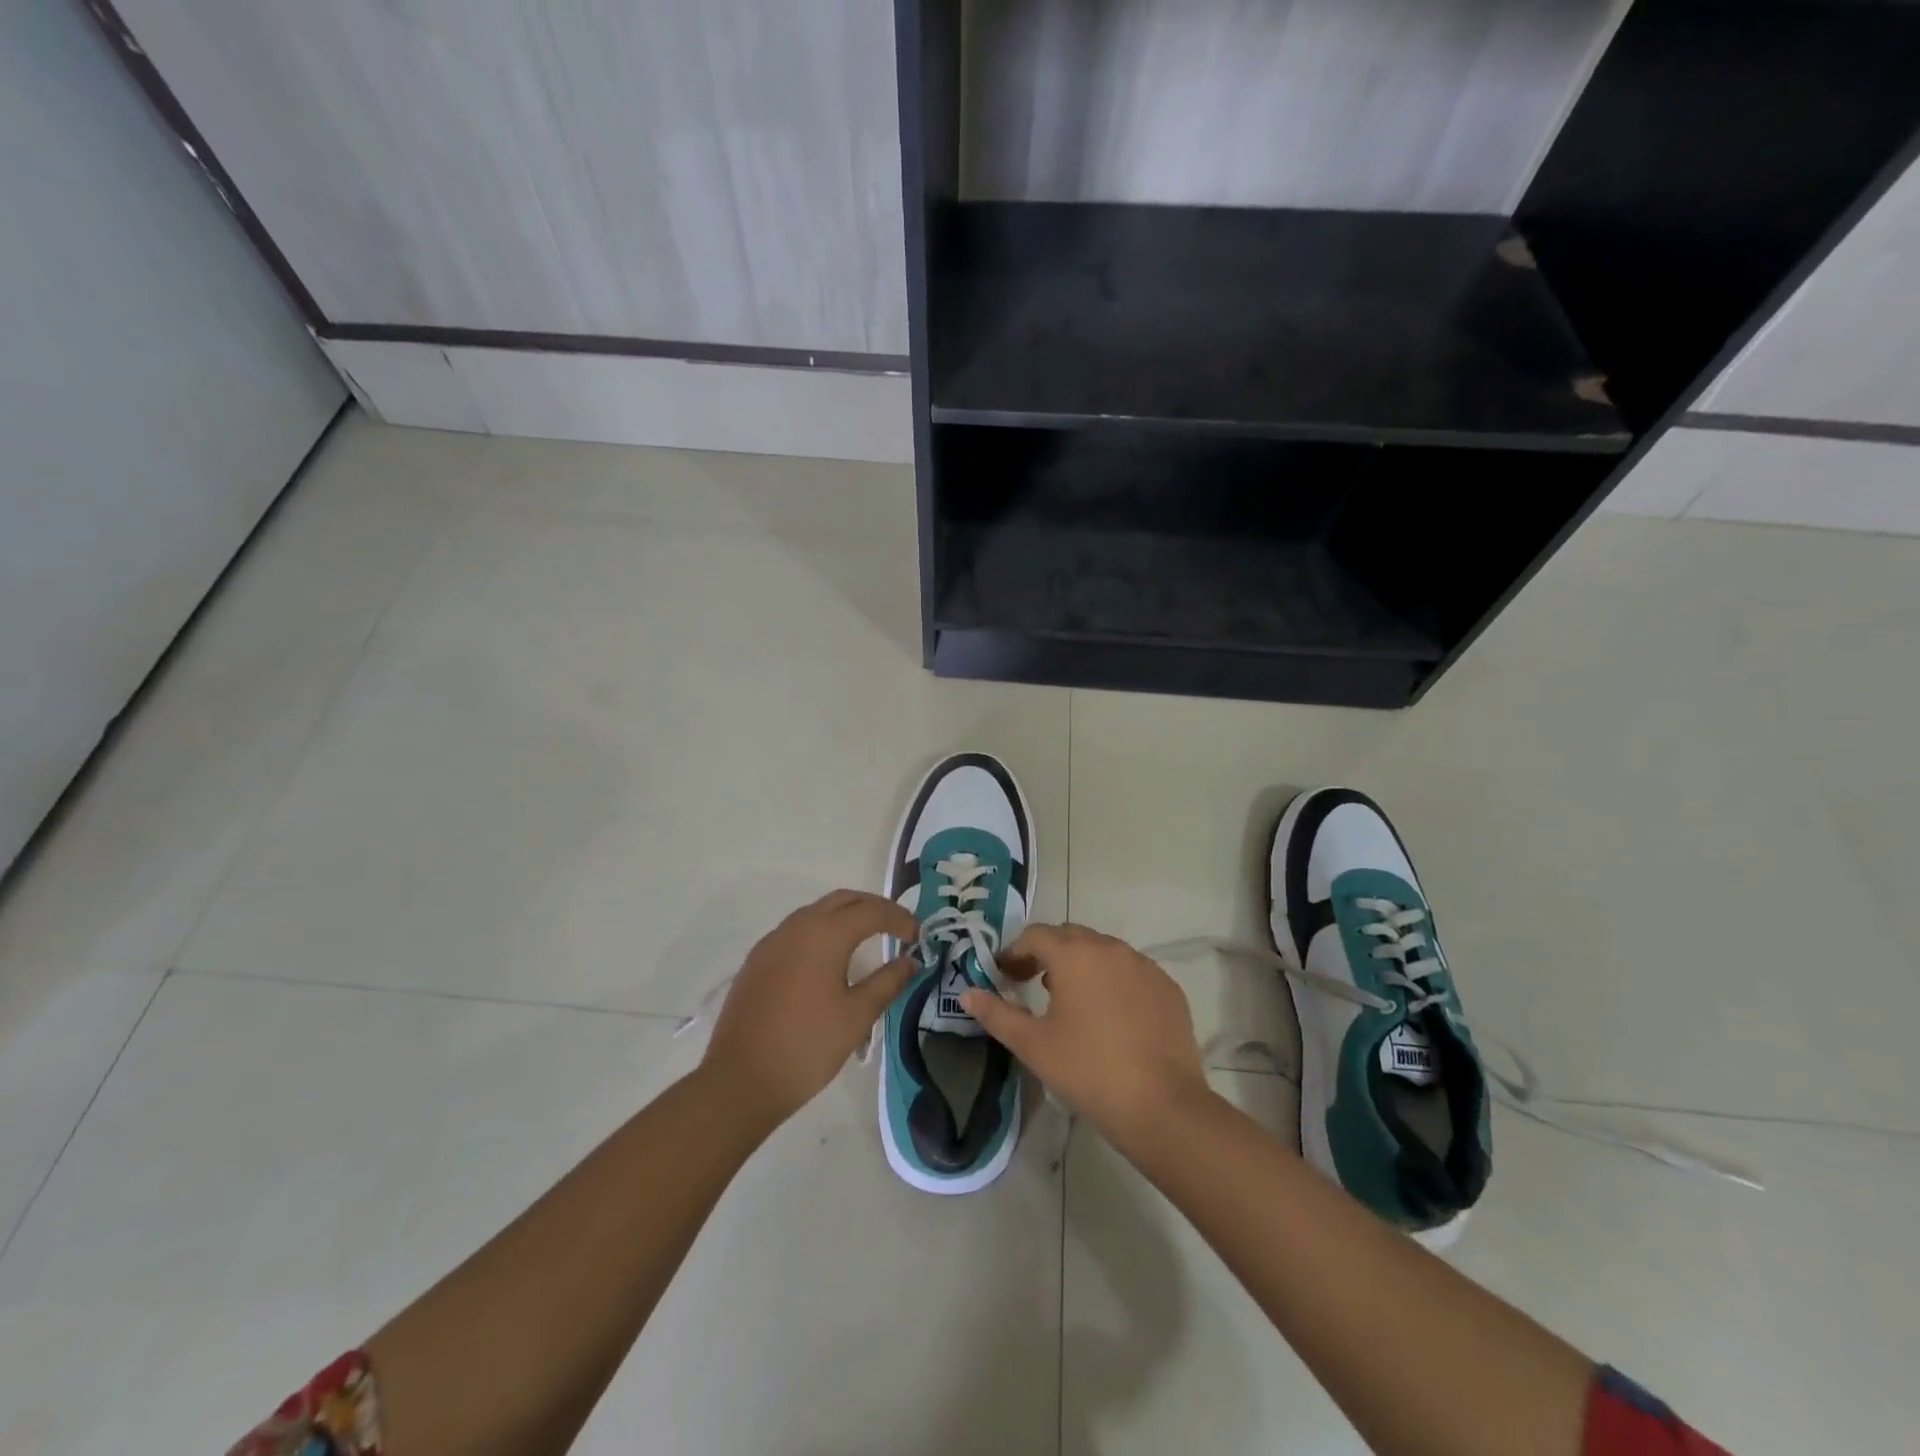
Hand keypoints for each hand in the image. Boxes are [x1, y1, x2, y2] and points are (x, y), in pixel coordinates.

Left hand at [703, 890, 916, 1126]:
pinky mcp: (758, 960)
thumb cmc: (807, 1047)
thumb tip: (910, 960)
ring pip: (817, 911)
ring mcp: (773, 941)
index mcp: (825, 934)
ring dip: (846, 915)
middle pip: (843, 900)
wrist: (740, 1081)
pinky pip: (797, 930)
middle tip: (898, 926)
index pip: (871, 911)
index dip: (899, 918)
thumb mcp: (857, 1016)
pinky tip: (830, 958)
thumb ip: (887, 982)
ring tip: (869, 937)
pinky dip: (822, 930)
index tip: (918, 935)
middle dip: (873, 907)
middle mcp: (797, 926)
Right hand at [959, 923, 1211, 1146]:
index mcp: (1075, 954)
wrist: (1161, 1107)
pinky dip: (1112, 981)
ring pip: (1103, 951)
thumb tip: (966, 993)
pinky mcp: (1167, 987)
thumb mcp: (1032, 1045)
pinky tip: (1109, 1016)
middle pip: (1070, 937)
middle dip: (1046, 954)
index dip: (1015, 952)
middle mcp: (1110, 948)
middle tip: (1031, 984)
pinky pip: (1131, 971)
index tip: (1005, 977)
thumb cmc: (1088, 1071)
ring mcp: (1144, 965)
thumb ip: (996, 1014)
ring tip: (1070, 1001)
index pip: (1035, 935)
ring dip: (1081, 965)